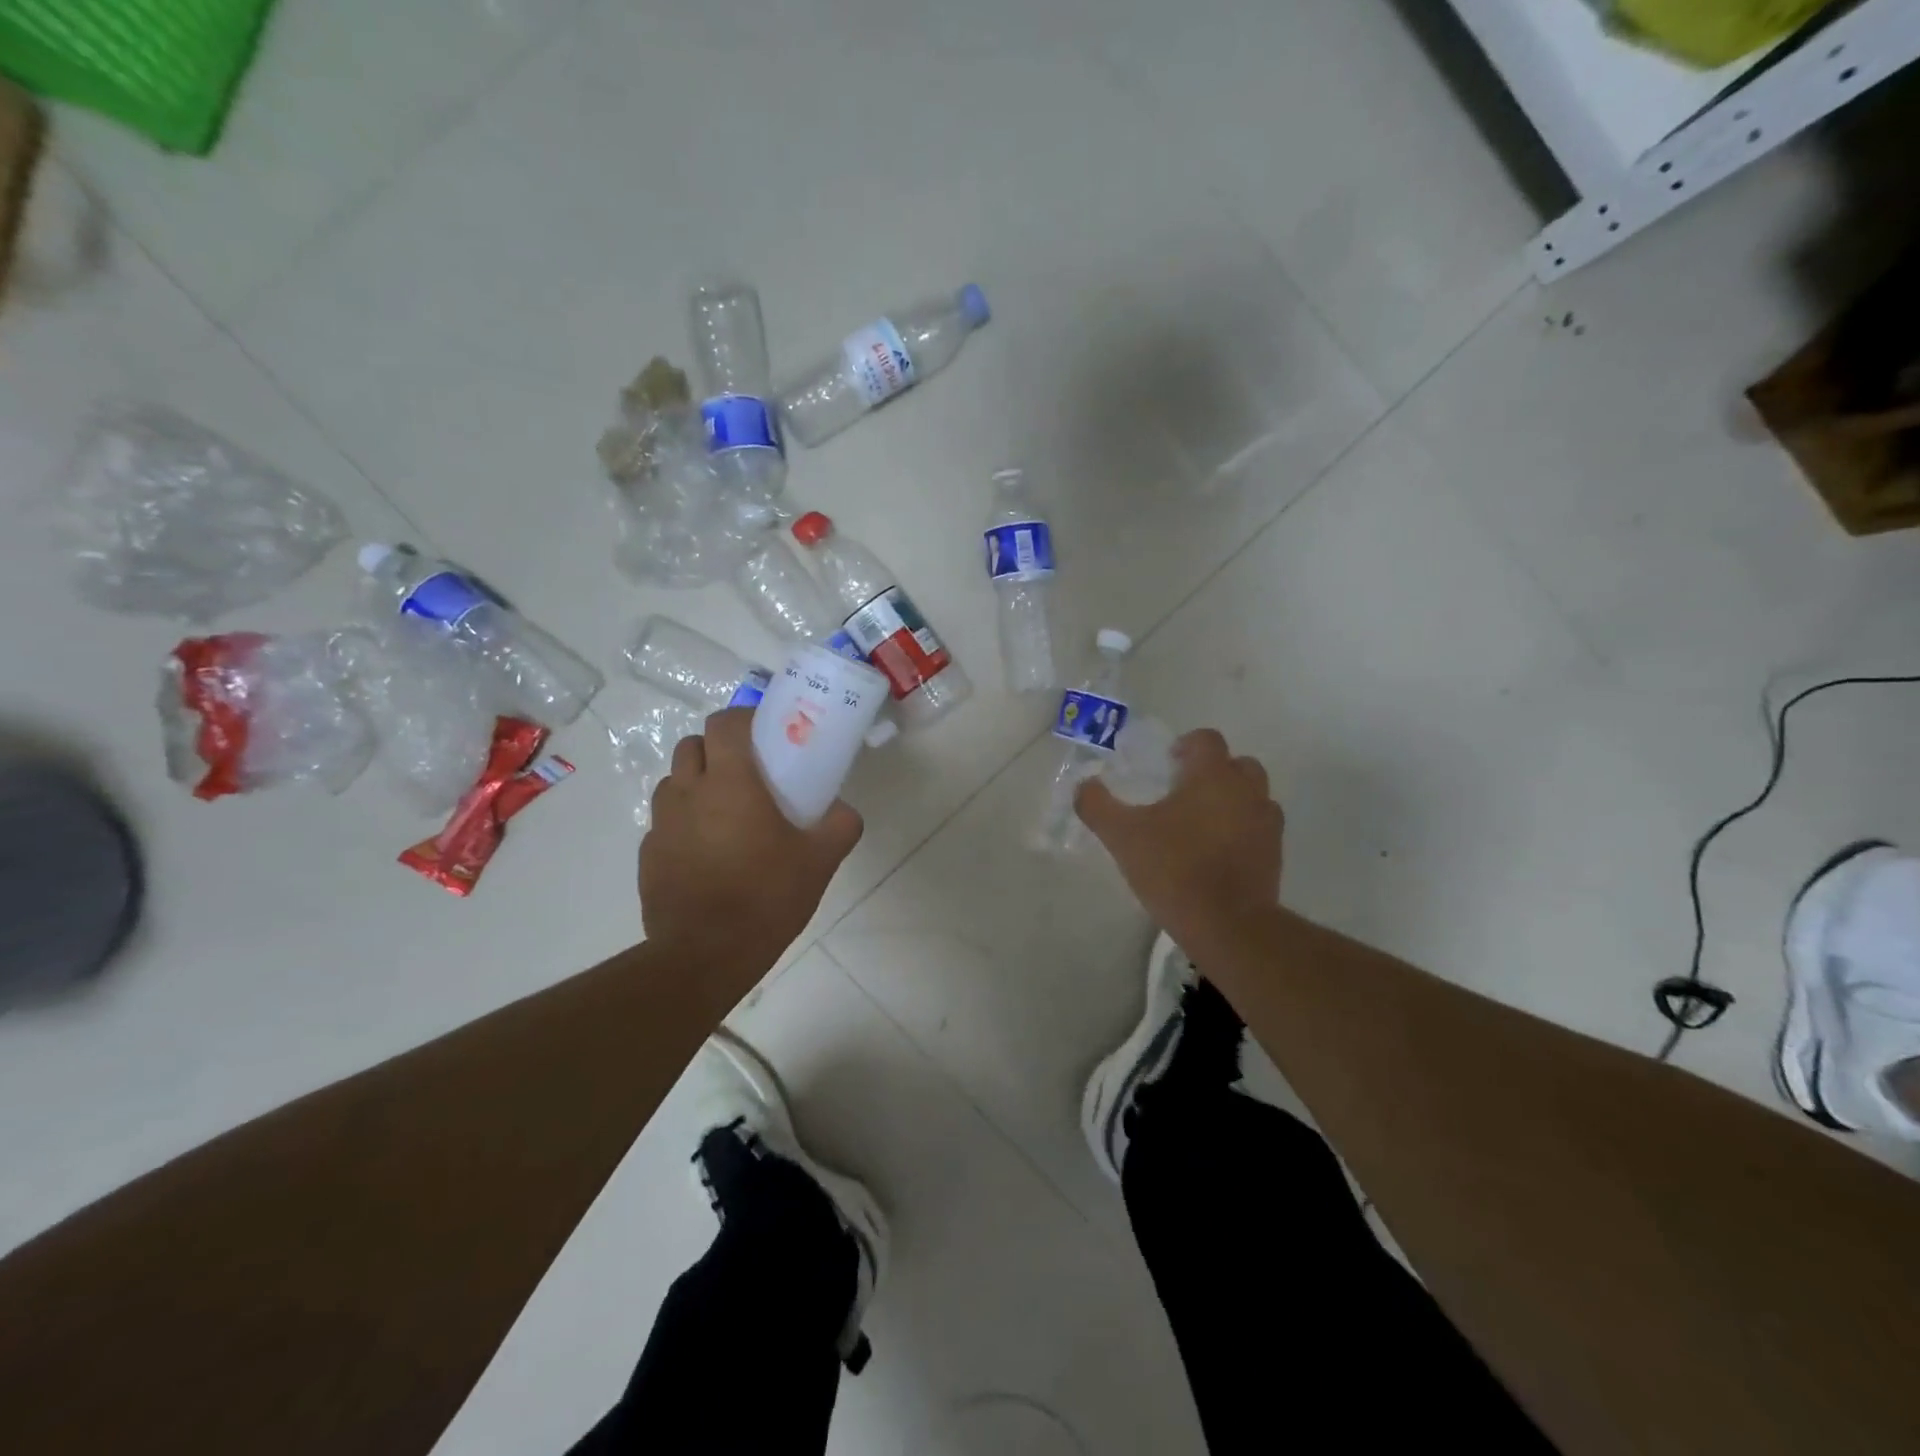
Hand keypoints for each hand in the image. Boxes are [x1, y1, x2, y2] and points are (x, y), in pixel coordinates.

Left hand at [640, 709, 862, 984]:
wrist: (705, 955)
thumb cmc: (766, 897)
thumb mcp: (820, 862)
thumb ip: (840, 826)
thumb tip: (844, 811)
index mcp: (730, 782)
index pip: (724, 723)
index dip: (743, 719)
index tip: (764, 733)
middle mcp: (689, 792)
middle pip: (692, 745)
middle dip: (717, 748)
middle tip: (746, 773)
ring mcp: (662, 824)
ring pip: (673, 782)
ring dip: (696, 783)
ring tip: (724, 812)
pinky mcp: (649, 855)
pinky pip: (664, 822)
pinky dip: (684, 823)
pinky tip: (706, 852)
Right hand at [1075, 728, 1282, 956]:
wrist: (1228, 925)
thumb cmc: (1175, 869)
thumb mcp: (1123, 836)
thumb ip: (1098, 806)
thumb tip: (1084, 786)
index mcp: (1213, 776)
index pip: (1207, 740)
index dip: (1187, 745)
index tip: (1168, 763)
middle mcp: (1247, 791)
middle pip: (1238, 764)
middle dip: (1214, 771)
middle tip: (1184, 792)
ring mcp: (1267, 823)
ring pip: (1253, 796)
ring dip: (1232, 800)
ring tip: (1201, 824)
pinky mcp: (1275, 854)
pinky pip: (1259, 829)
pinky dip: (1242, 831)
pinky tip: (1217, 852)